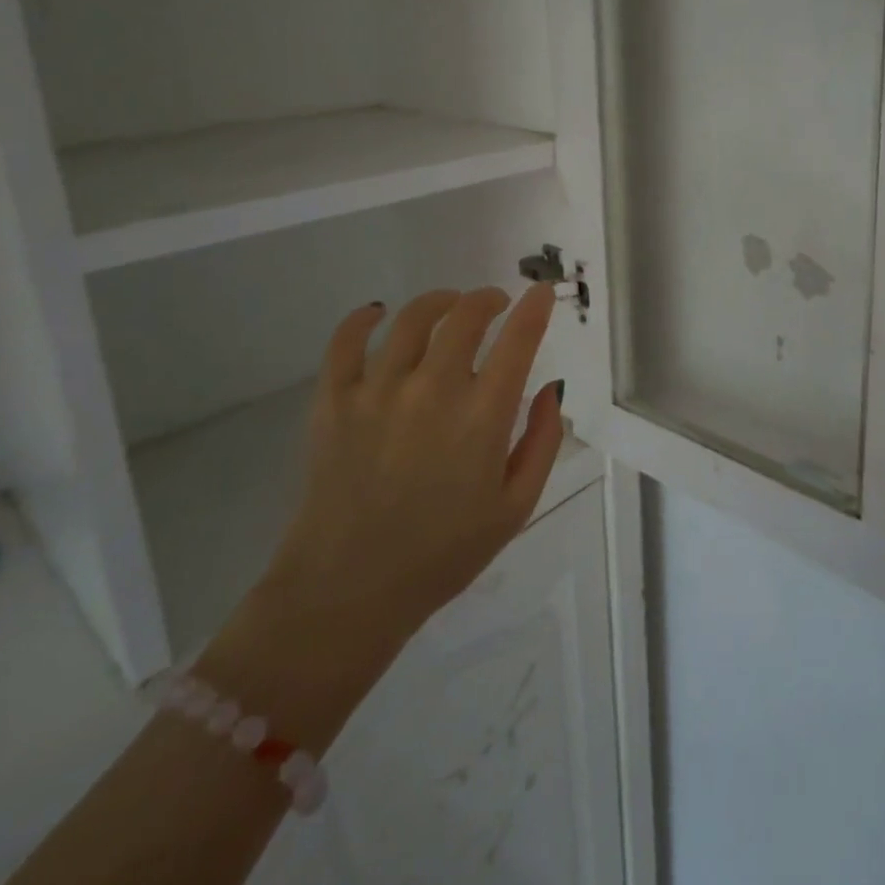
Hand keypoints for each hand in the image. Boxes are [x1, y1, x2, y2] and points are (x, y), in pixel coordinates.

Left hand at [258, 284, 566, 672]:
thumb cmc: (443, 553)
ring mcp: (377, 392)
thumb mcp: (516, 507)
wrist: (348, 591)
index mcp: (481, 417)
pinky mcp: (333, 402)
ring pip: (412, 319)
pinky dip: (364, 319)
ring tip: (449, 304)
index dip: (535, 309)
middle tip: (496, 303)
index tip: (542, 292)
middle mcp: (431, 390)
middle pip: (465, 316)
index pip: (518, 340)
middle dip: (488, 299)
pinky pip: (346, 341)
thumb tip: (550, 389)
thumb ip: (542, 441)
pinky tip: (378, 314)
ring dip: (439, 301)